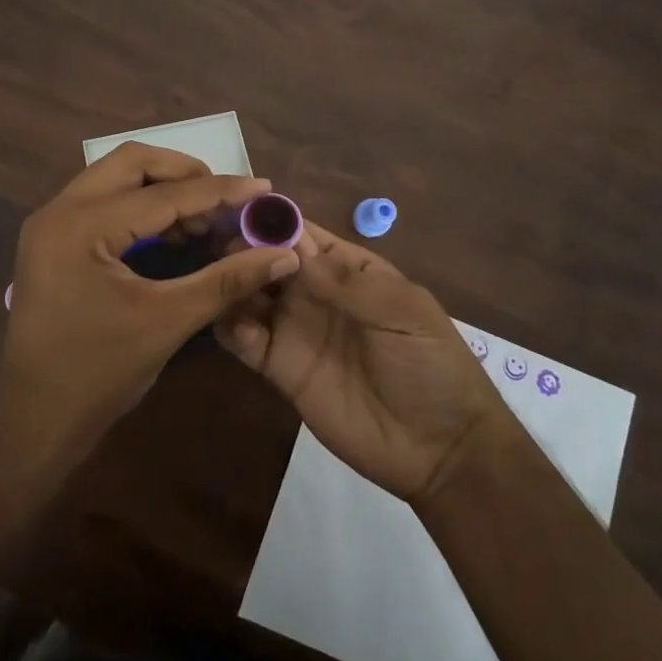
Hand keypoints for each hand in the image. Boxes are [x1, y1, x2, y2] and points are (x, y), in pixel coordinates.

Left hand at [0, 142, 302, 465]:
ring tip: (204, 218)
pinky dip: (140, 206)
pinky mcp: (52, 239)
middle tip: (226, 199)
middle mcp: (60, 209)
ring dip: (162, 187)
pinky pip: (103, 201)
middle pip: (132, 162)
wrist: (33, 421)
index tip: (263, 187)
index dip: (218, 191)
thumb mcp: (167, 322)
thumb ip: (227, 281)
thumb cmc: (98, 374)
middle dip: (184, 173)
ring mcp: (51, 223)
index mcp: (82, 225)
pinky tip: (172, 232)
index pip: (163, 195)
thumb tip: (283, 254)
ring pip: (115, 177)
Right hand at [216, 223, 507, 502]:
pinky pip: (245, 340)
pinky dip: (232, 327)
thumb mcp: (403, 313)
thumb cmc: (431, 365)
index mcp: (347, 268)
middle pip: (268, 260)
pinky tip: (237, 327)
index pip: (302, 234)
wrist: (439, 448)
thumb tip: (292, 248)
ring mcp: (294, 329)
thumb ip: (347, 283)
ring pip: (250, 295)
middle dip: (244, 250)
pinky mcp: (280, 368)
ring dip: (234, 284)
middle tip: (222, 251)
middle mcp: (314, 292)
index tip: (240, 212)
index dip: (274, 222)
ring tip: (223, 285)